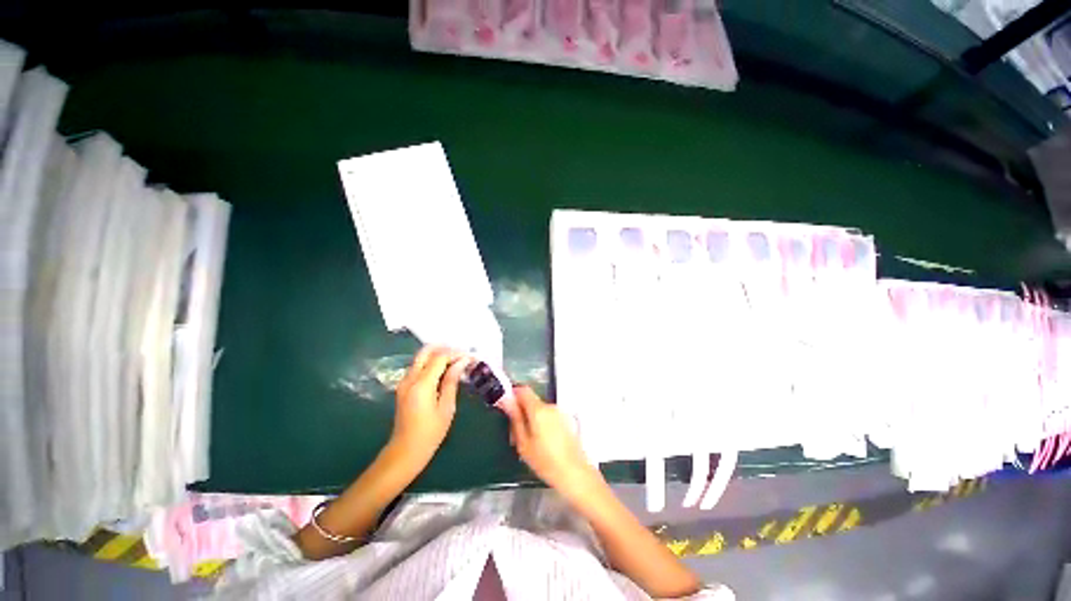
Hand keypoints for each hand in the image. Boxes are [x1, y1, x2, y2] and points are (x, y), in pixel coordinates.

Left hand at [391, 346, 470, 465]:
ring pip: (420, 358)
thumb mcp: (446, 407)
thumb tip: (461, 363)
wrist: (405, 451)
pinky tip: (444, 370)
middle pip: (425, 352)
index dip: (455, 354)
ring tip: (455, 360)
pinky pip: (418, 367)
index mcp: (422, 384)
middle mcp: (410, 379)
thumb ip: (452, 381)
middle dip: (444, 348)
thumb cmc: (430, 433)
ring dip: (437, 355)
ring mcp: (404, 382)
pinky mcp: (403, 387)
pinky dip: (431, 363)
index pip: (439, 358)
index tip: (469, 356)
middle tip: (460, 353)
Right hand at [505, 386, 599, 498]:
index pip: (523, 390)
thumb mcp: (523, 442)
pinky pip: (549, 417)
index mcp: (538, 409)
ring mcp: (560, 413)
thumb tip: (505, 400)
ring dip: (531, 420)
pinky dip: (542, 424)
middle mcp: (550, 406)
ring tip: (528, 442)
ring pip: (539, 410)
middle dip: (521, 413)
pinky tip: (541, 444)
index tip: (506, 406)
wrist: (575, 474)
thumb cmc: (546, 461)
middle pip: (531, 401)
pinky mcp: (566, 421)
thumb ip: (514, 418)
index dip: (513, 394)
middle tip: (514, 434)